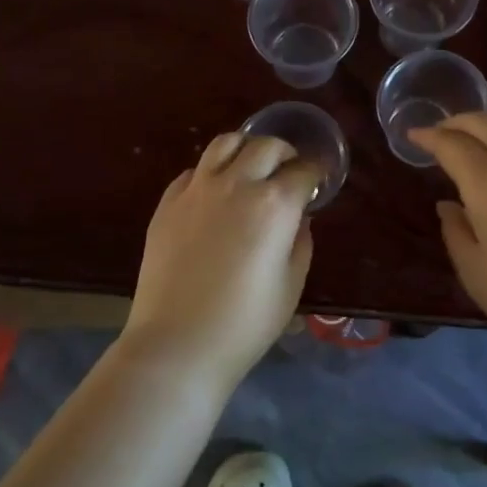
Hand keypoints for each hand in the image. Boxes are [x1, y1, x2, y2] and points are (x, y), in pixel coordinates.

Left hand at [122, 132, 318, 385]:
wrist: (178, 343)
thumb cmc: (245, 323)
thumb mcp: (291, 285)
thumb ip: (300, 242)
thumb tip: (297, 218)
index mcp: (274, 204)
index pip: (304, 171)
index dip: (316, 174)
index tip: (319, 181)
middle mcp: (236, 184)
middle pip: (266, 146)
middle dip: (285, 154)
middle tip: (289, 173)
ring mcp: (197, 189)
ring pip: (225, 143)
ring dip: (246, 149)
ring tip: (250, 168)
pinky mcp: (167, 202)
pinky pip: (193, 171)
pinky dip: (210, 173)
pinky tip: (214, 195)